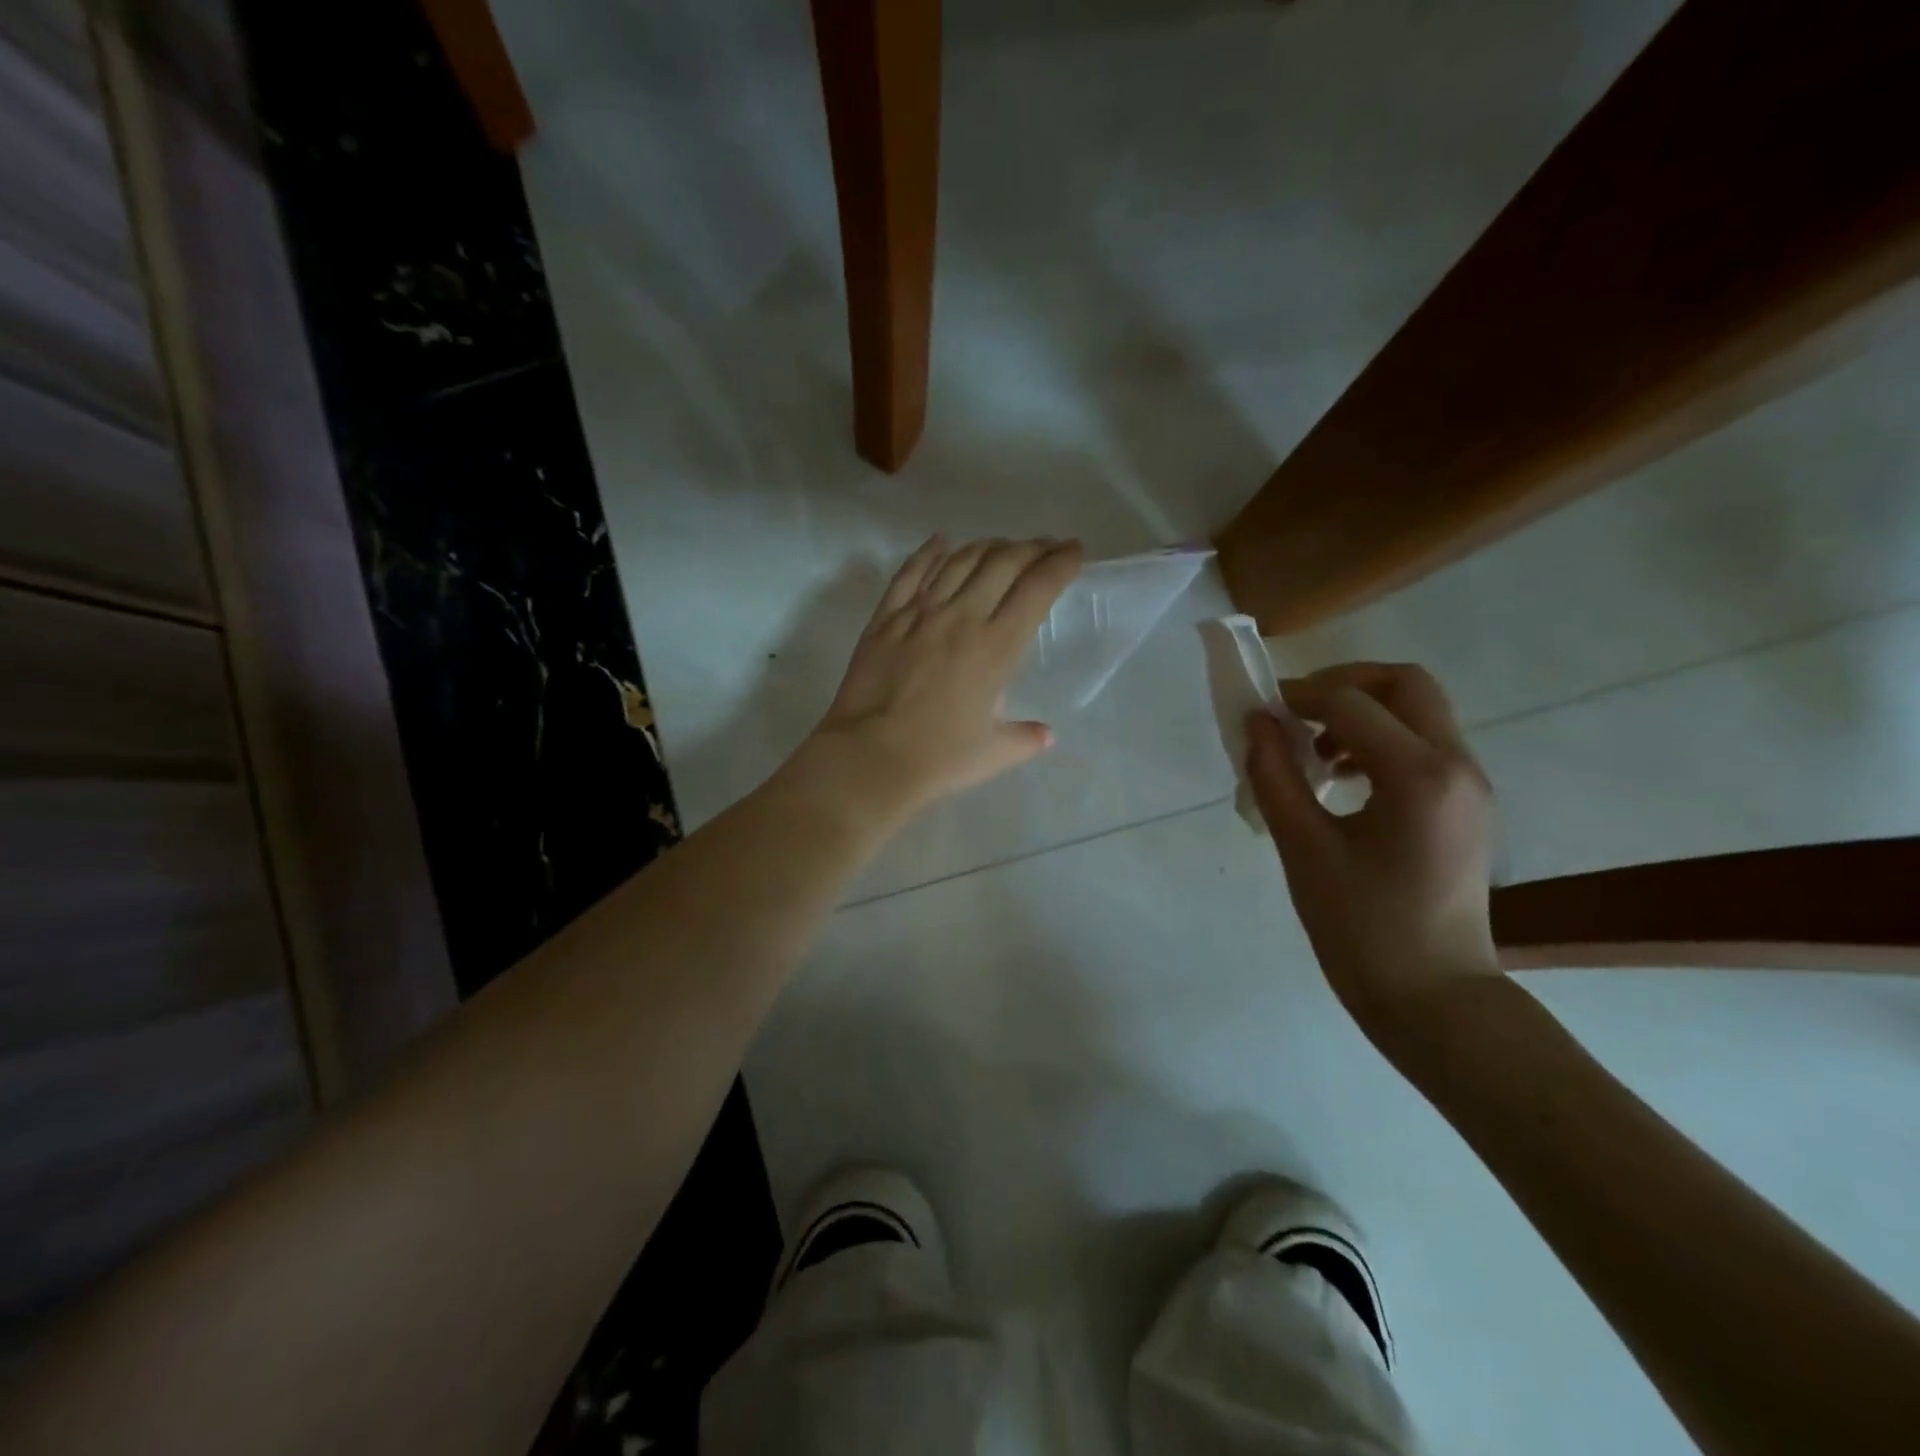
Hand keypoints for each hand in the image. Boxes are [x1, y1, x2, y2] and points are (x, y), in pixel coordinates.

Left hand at [806, 535, 1082, 819]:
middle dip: (1031, 547)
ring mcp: (919, 613)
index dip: (1061, 563)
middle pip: (1002, 562)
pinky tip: (941, 542)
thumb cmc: (939, 758)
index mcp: (997, 646)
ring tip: (1002, 546)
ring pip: (959, 560)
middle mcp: (962, 616)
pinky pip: (910, 572)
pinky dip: (928, 552)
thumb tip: (1045, 735)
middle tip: (1045, 547)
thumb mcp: (994, 753)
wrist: (870, 757)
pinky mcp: (885, 618)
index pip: (1038, 588)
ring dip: (987, 546)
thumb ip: (1025, 738)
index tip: (1074, 551)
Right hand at [1246, 662, 1501, 1045]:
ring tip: (1313, 754)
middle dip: (1343, 685)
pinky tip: (1341, 782)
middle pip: (1405, 684)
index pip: (1352, 703)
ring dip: (1361, 713)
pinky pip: (1422, 746)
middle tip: (1295, 712)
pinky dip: (1378, 742)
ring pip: (1417, 712)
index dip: (1299, 696)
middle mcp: (1457, 766)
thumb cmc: (1360, 927)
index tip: (1259, 712)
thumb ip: (1274, 775)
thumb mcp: (1303, 847)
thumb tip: (1257, 723)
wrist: (1431, 996)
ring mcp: (1469, 786)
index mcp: (1419, 776)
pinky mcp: (1466, 806)